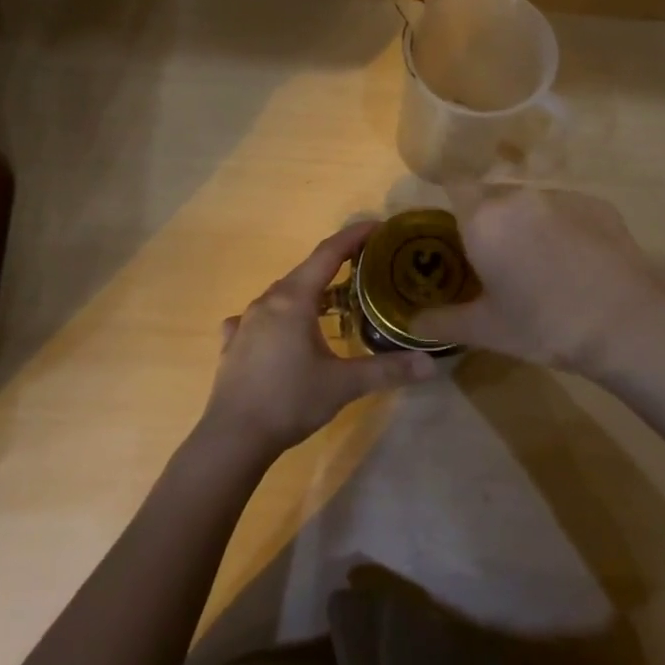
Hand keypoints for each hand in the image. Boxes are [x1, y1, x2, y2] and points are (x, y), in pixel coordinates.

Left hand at [201, 220, 436, 456]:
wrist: (233, 437)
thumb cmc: (290, 401)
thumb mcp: (344, 385)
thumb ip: (388, 369)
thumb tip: (431, 363)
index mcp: (294, 299)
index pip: (328, 254)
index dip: (354, 237)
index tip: (378, 226)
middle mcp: (267, 301)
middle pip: (306, 271)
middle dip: (337, 264)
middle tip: (367, 267)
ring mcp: (245, 321)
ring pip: (283, 294)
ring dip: (310, 291)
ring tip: (334, 301)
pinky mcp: (233, 343)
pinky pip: (260, 317)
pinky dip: (280, 315)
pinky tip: (283, 332)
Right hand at [408, 183, 664, 379]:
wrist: (625, 323)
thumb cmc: (545, 325)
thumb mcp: (487, 330)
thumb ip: (442, 322)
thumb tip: (411, 324)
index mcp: (484, 220)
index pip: (455, 185)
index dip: (451, 201)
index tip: (455, 228)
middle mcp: (519, 197)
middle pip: (494, 196)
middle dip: (491, 220)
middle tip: (498, 259)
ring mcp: (562, 196)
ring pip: (531, 203)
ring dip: (528, 223)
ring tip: (542, 264)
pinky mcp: (597, 204)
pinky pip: (567, 209)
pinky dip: (564, 227)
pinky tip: (577, 262)